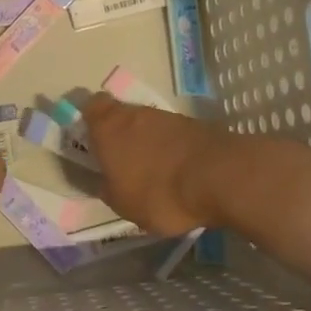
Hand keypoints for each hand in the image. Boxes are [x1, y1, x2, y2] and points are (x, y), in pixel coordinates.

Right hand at [79, 92, 228, 235]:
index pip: (91, 106)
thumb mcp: (122, 204)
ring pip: (147, 124)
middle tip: (122, 161)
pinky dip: (171, 149)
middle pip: (121, 115)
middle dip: (120, 134)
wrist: (219, 177)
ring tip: (153, 172)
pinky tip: (177, 172)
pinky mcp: (194, 125)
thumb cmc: (159, 192)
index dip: (90, 120)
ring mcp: (167, 116)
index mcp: (108, 127)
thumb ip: (107, 188)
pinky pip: (173, 135)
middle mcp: (134, 113)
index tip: (92, 139)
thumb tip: (104, 180)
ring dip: (147, 142)